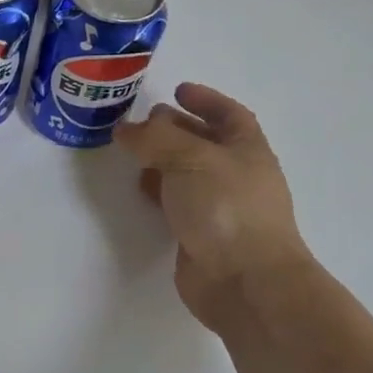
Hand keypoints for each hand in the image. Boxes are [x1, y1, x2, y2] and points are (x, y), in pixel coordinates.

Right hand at [114, 83, 313, 331]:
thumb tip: (125, 129)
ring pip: (188, 173)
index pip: (229, 115)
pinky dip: (158, 190)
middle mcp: (236, 175)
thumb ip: (154, 139)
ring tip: (134, 152)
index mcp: (247, 150)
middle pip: (206, 142)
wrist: (244, 281)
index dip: (206, 100)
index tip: (178, 90)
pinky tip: (140, 188)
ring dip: (163, 159)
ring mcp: (220, 207)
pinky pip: (177, 202)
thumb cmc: (226, 208)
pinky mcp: (200, 234)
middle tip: (145, 121)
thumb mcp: (189, 158)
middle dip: (176, 128)